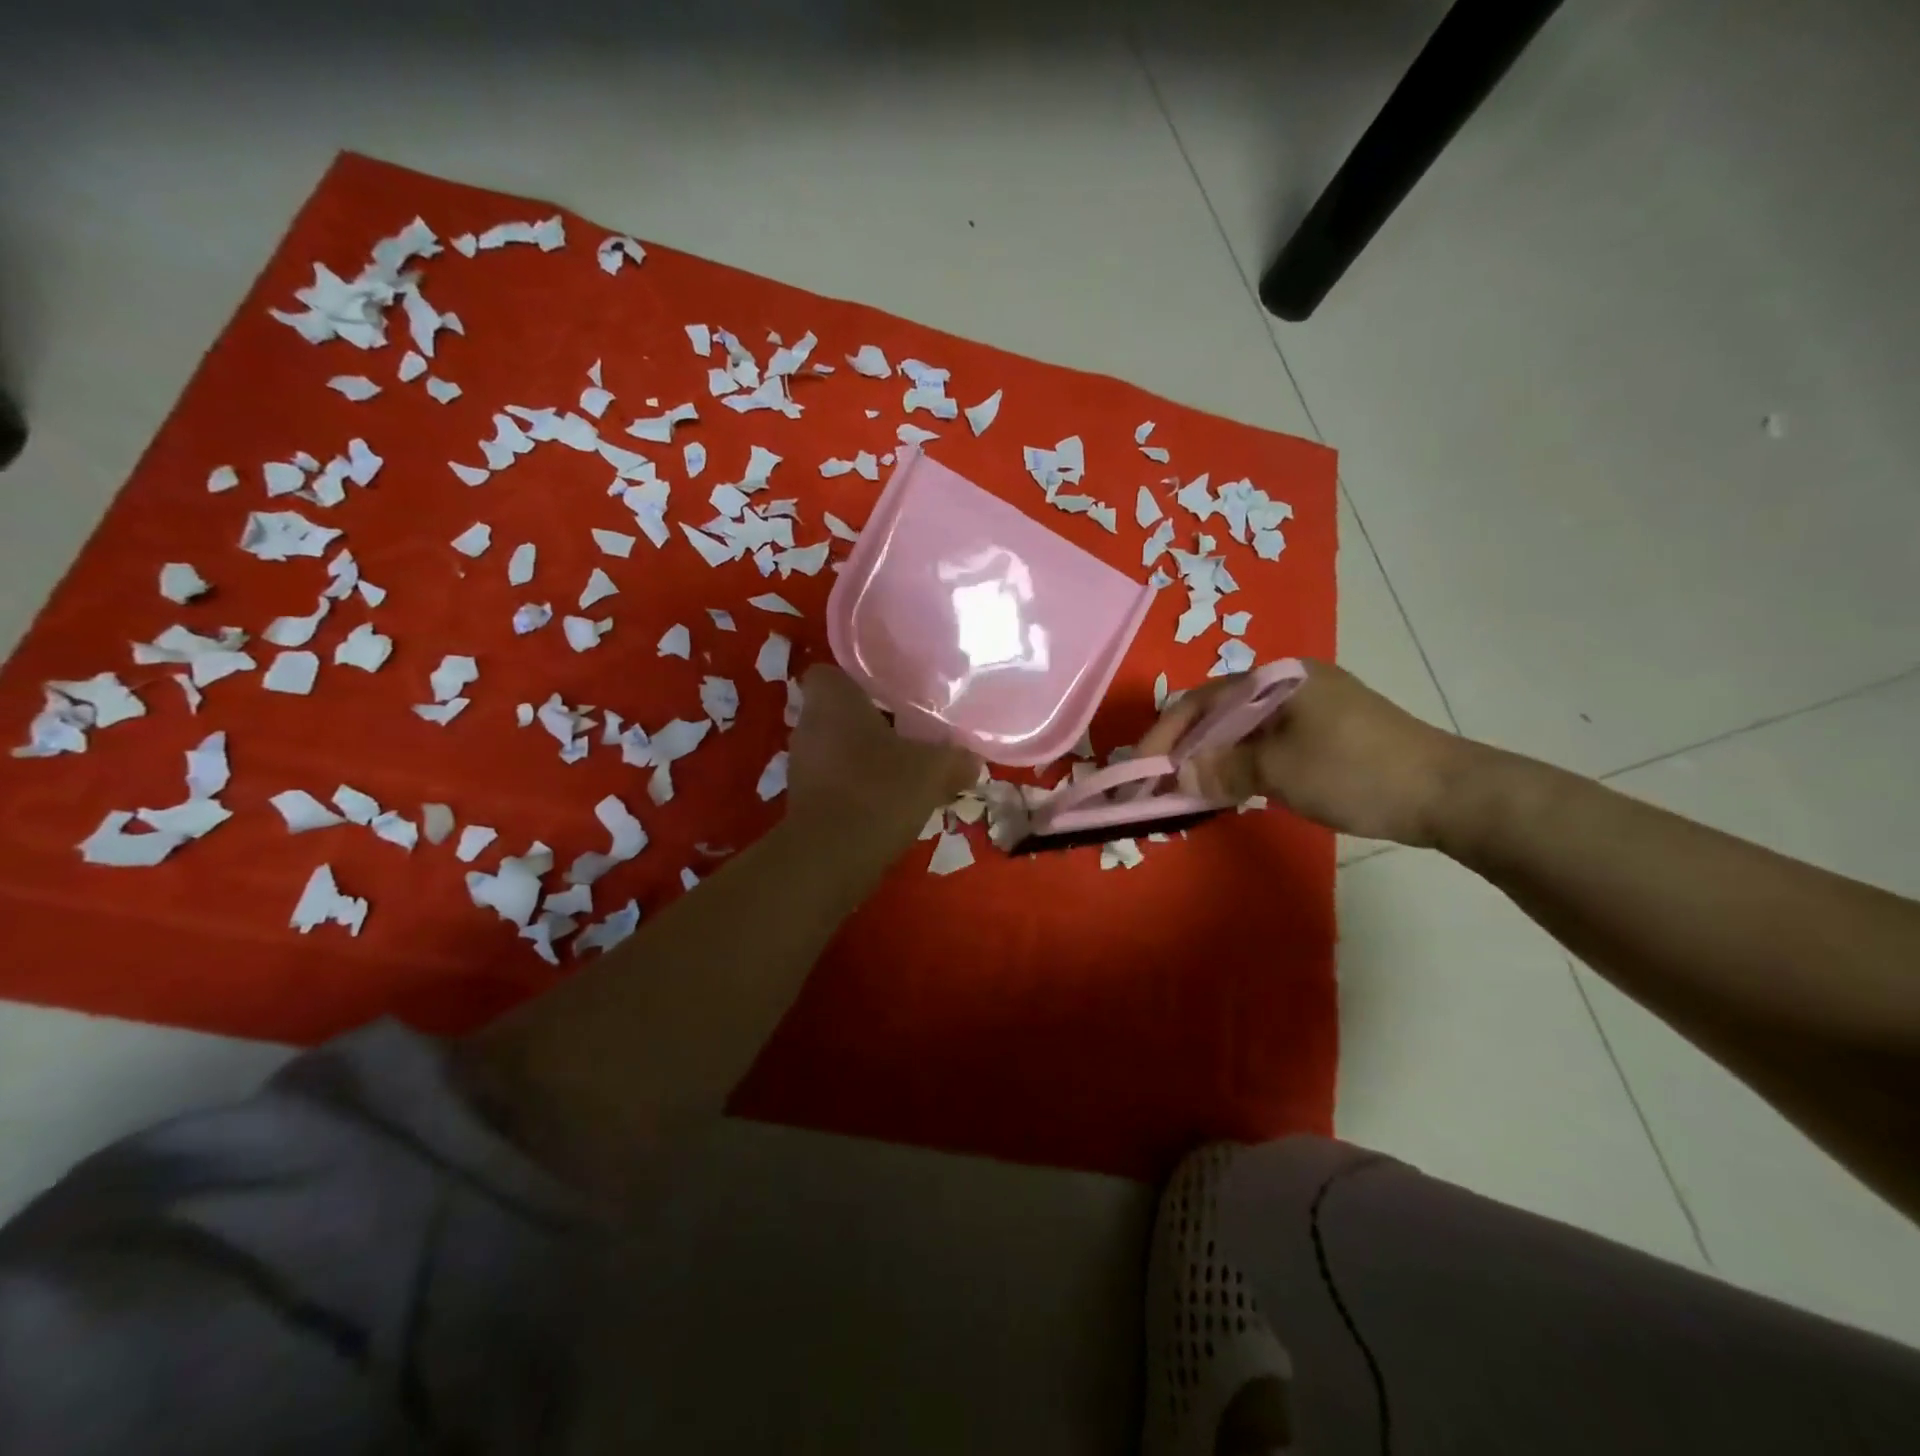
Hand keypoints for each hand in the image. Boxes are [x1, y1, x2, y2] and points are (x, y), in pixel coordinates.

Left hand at [787, 665, 980, 843]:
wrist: (831, 857)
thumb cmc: (879, 790)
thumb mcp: (933, 769)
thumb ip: (956, 758)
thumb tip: (974, 760)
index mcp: (832, 700)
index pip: (830, 673)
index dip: (857, 681)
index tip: (888, 694)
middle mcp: (808, 726)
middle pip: (837, 713)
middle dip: (868, 722)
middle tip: (907, 731)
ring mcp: (801, 766)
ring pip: (836, 748)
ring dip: (863, 757)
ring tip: (902, 770)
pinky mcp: (802, 801)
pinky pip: (834, 781)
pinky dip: (855, 787)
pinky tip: (886, 803)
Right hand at [1135, 660, 1473, 846]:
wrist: (1450, 793)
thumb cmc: (1358, 772)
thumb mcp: (1281, 772)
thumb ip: (1223, 770)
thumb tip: (1176, 777)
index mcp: (1277, 678)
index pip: (1201, 700)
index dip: (1165, 734)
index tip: (1140, 769)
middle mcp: (1291, 683)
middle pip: (1219, 711)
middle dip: (1186, 746)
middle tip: (1160, 781)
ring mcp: (1312, 706)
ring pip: (1243, 728)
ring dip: (1213, 757)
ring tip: (1190, 787)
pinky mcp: (1328, 732)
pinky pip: (1267, 741)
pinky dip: (1243, 762)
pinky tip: (1234, 784)